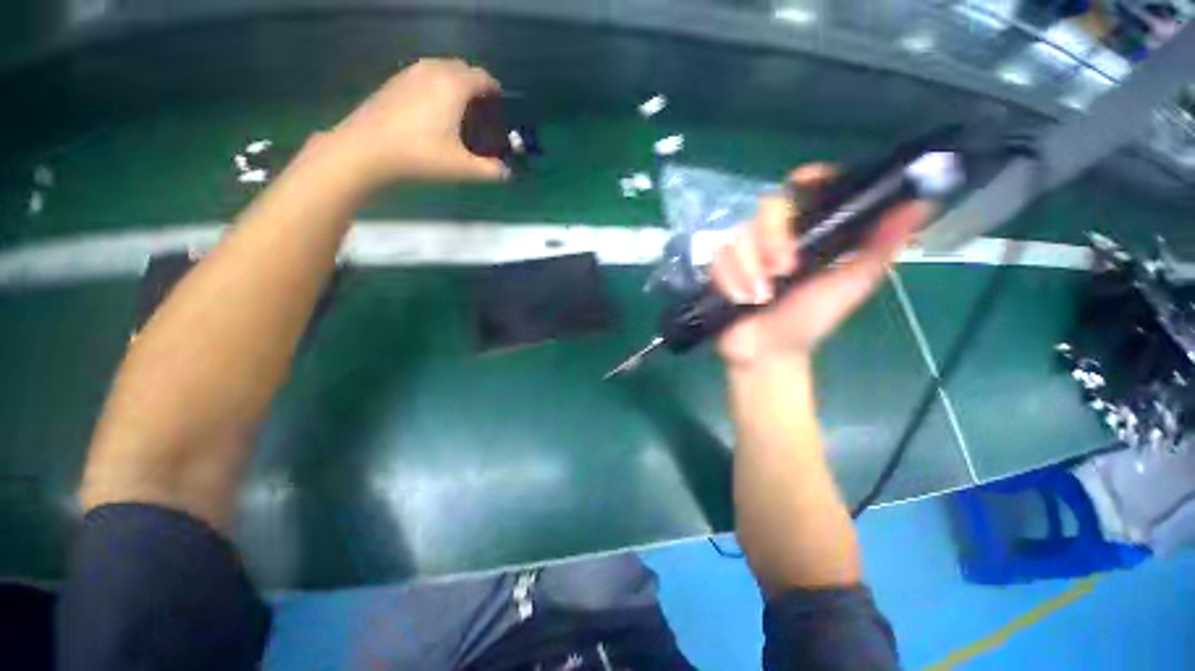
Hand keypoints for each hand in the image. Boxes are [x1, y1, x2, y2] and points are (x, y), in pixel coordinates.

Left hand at [328, 58, 509, 187]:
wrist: (366, 150)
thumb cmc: (421, 156)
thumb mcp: (463, 168)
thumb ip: (491, 171)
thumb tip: (507, 173)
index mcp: (454, 85)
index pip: (483, 77)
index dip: (495, 92)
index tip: (500, 109)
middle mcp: (433, 70)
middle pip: (463, 69)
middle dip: (476, 87)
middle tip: (481, 112)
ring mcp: (409, 73)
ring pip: (441, 70)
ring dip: (455, 85)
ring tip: (458, 112)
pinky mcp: (393, 81)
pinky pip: (424, 76)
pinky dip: (436, 87)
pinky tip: (433, 112)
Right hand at [711, 164, 930, 367]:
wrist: (768, 351)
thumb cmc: (810, 320)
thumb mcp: (851, 285)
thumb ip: (880, 247)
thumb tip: (919, 204)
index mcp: (810, 234)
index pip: (806, 190)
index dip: (807, 179)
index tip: (805, 182)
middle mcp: (775, 237)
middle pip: (767, 207)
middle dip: (773, 237)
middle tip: (783, 269)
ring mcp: (745, 253)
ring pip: (739, 236)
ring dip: (749, 270)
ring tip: (759, 297)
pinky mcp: (720, 269)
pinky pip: (718, 260)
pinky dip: (730, 281)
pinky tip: (740, 299)